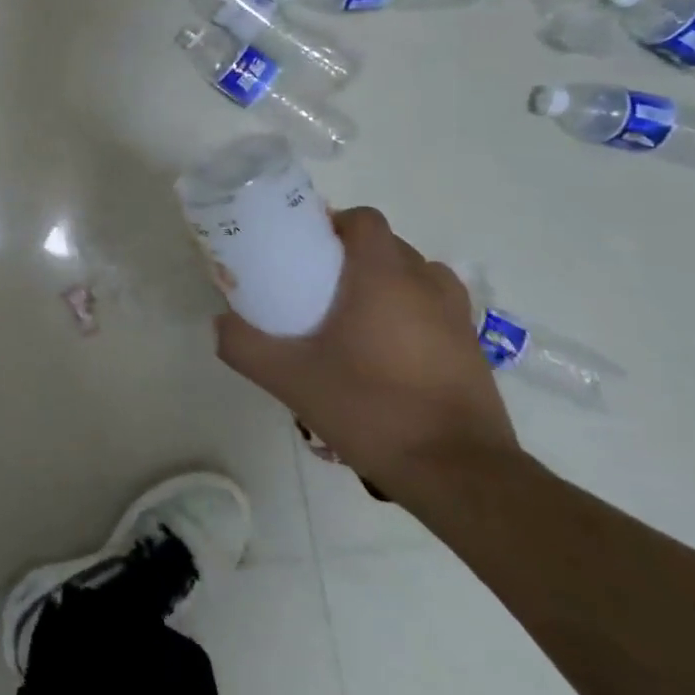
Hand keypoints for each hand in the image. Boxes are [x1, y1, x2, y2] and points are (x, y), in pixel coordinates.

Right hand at [213, 207, 518, 493]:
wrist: (459, 474)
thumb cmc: (371, 409)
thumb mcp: (289, 379)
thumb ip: (244, 345)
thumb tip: (220, 322)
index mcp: (384, 277)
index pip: (364, 220)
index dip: (333, 223)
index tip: (304, 247)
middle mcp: (426, 285)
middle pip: (387, 245)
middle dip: (351, 255)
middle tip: (316, 286)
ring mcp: (457, 317)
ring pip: (415, 276)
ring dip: (385, 281)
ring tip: (352, 315)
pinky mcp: (473, 349)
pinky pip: (434, 308)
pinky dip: (409, 312)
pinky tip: (384, 351)